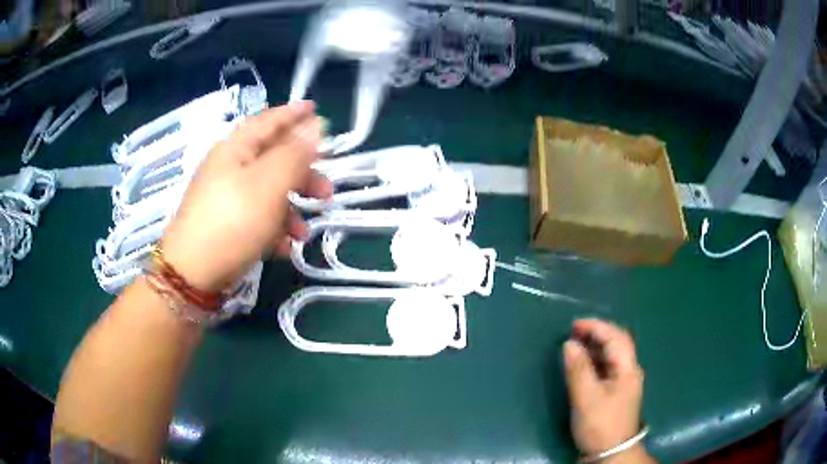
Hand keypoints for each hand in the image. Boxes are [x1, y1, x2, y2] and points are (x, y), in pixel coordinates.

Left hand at [160, 101, 331, 291]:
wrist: (192, 274)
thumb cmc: (232, 221)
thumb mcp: (269, 183)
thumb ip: (295, 153)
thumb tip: (316, 125)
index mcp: (236, 149)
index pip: (268, 120)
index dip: (293, 114)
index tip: (316, 110)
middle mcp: (228, 168)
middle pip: (272, 159)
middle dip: (303, 174)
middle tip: (326, 191)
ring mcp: (224, 197)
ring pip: (267, 192)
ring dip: (291, 208)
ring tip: (304, 232)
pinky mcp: (224, 225)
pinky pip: (256, 217)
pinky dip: (273, 228)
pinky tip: (282, 248)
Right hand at [564, 319, 647, 461]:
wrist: (611, 453)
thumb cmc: (600, 425)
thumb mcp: (586, 398)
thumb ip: (578, 370)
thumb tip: (569, 343)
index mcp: (628, 369)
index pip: (616, 337)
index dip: (596, 326)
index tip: (574, 324)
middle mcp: (629, 370)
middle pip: (617, 343)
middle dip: (597, 333)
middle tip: (574, 331)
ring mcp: (624, 382)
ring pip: (612, 355)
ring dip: (595, 345)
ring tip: (575, 344)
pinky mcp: (616, 392)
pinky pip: (607, 367)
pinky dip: (595, 360)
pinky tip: (583, 363)